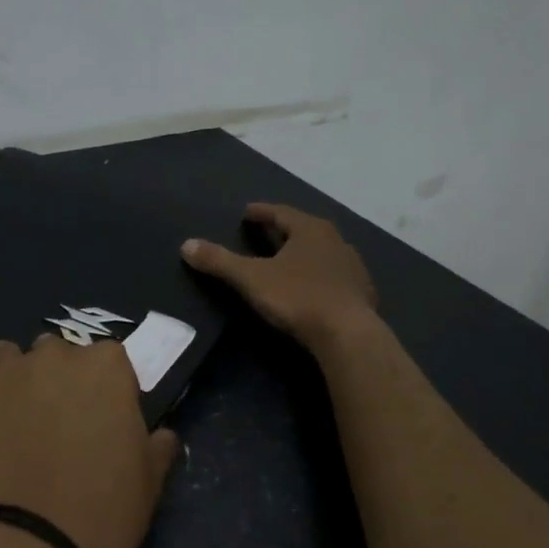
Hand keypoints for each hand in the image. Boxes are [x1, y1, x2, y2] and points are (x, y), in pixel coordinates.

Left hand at [0, 335, 180, 547]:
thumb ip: (157, 443)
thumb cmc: (108, 509)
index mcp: (105, 366)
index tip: (98, 415)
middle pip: (52, 351)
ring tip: (8, 418)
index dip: (101, 386)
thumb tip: (161, 435)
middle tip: (51, 419)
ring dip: (8, 378)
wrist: (40, 545)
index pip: (105, 357)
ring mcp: (4, 373)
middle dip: (52, 376)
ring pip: (3, 357)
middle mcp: (54, 356)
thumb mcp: (151, 477)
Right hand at [181, 203, 378, 348]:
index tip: (247, 212)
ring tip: (287, 260)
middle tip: (265, 233)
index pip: (281, 213)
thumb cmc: (298, 298)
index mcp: (310, 230)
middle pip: (304, 230)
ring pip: (322, 252)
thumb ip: (219, 261)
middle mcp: (336, 241)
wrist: (348, 335)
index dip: (262, 212)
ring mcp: (353, 267)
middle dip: (283, 231)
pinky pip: (334, 276)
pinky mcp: (362, 293)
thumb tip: (186, 244)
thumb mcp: (251, 279)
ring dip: (304, 253)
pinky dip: (319, 275)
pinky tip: (311, 287)